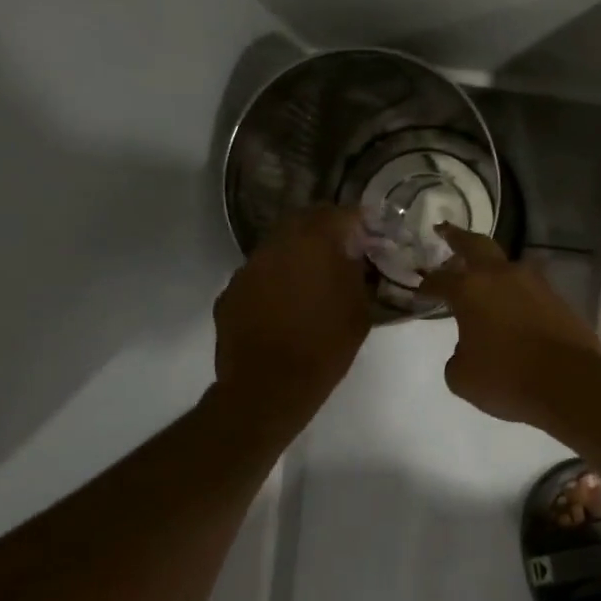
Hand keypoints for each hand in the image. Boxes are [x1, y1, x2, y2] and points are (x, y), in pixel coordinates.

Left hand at [215, 206, 372, 422]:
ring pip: (277, 247)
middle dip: (325, 231)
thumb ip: (357, 273)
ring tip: (312, 280)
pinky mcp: (230, 292)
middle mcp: (277, 245)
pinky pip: (258, 275)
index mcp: (314, 243)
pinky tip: (284, 305)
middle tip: (343, 252)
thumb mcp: (359, 310)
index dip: (359, 223)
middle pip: (304, 221)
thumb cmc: (325, 347)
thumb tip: (355, 255)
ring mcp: (248, 267)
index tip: (371, 236)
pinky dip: (274, 281)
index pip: (341, 214)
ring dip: (296, 255)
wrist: (269, 387)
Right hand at [421, 225, 600, 426]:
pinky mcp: (559, 300)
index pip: (441, 279)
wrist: (570, 382)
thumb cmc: (507, 377)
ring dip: (492, 267)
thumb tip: (469, 348)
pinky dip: (516, 293)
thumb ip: (458, 356)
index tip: (420, 289)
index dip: (427, 284)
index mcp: (471, 289)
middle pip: (476, 245)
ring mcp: (536, 285)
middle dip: (458, 237)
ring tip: (483, 276)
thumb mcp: (462, 376)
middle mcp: (503, 277)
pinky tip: (512, 307)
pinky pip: (529, 289)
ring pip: (508, 265)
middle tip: (445, 229)